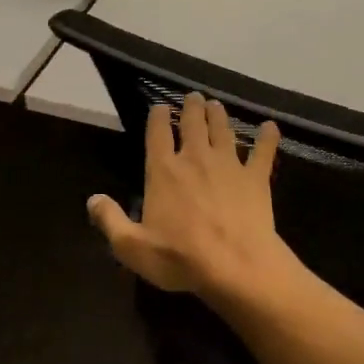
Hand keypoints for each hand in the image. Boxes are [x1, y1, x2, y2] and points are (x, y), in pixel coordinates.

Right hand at [87, 91, 286, 296]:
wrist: (236, 266)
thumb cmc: (180, 258)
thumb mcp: (132, 247)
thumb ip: (110, 220)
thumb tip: (92, 199)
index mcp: (163, 171)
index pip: (157, 133)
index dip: (157, 117)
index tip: (159, 106)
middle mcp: (195, 158)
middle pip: (193, 124)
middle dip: (191, 107)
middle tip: (193, 97)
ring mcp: (229, 165)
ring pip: (223, 130)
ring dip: (218, 115)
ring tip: (216, 105)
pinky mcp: (256, 178)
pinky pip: (263, 152)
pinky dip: (268, 137)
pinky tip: (271, 127)